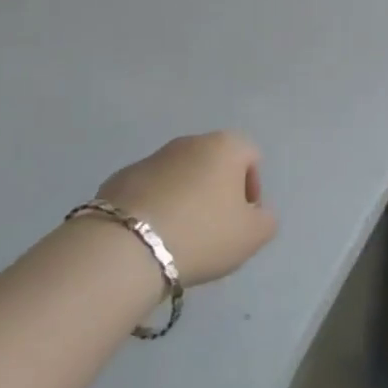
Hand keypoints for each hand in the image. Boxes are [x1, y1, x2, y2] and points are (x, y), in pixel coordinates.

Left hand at [95, 132, 277, 287]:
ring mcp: (153, 157)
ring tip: (179, 238)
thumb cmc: (202, 234)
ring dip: (185, 199)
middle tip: (213, 231)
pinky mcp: (121, 177)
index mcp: (225, 146)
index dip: (252, 189)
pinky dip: (155, 207)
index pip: (251, 156)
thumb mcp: (252, 236)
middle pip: (214, 163)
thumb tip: (257, 213)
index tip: (242, 221)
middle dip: (217, 193)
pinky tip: (151, 238)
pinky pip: (149, 191)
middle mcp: (190, 141)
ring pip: (180, 176)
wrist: (128, 246)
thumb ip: (266, 220)